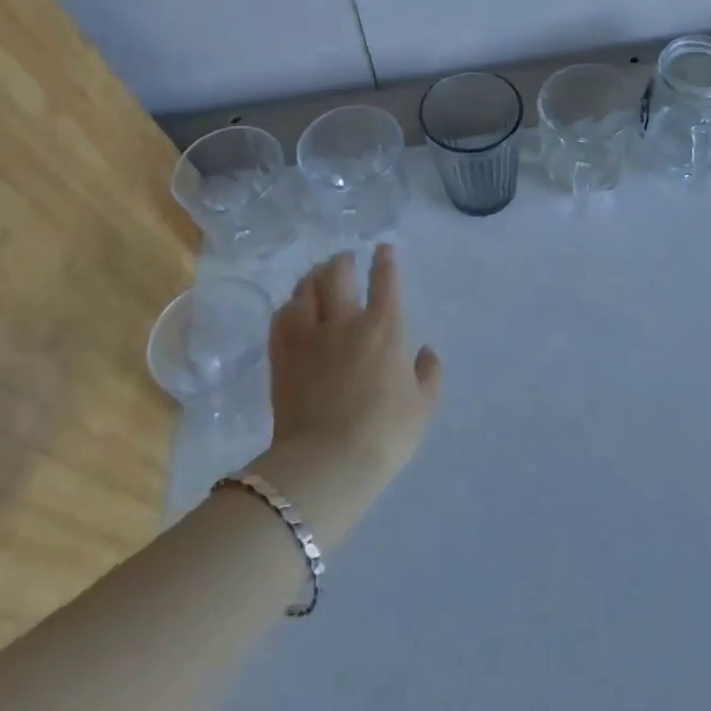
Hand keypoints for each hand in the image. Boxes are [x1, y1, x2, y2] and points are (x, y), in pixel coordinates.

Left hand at [247, 246, 440, 538]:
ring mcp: (309, 337)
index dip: (385, 260)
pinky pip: (281, 319)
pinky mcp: (282, 357)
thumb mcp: (422, 406)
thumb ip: (429, 374)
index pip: (385, 280)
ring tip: (316, 275)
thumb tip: (425, 351)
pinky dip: (288, 307)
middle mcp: (346, 322)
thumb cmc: (384, 434)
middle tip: (345, 259)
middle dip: (342, 261)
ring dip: (313, 278)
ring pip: (306, 291)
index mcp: (385, 328)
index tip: (383, 249)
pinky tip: (291, 308)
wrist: (328, 462)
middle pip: (338, 275)